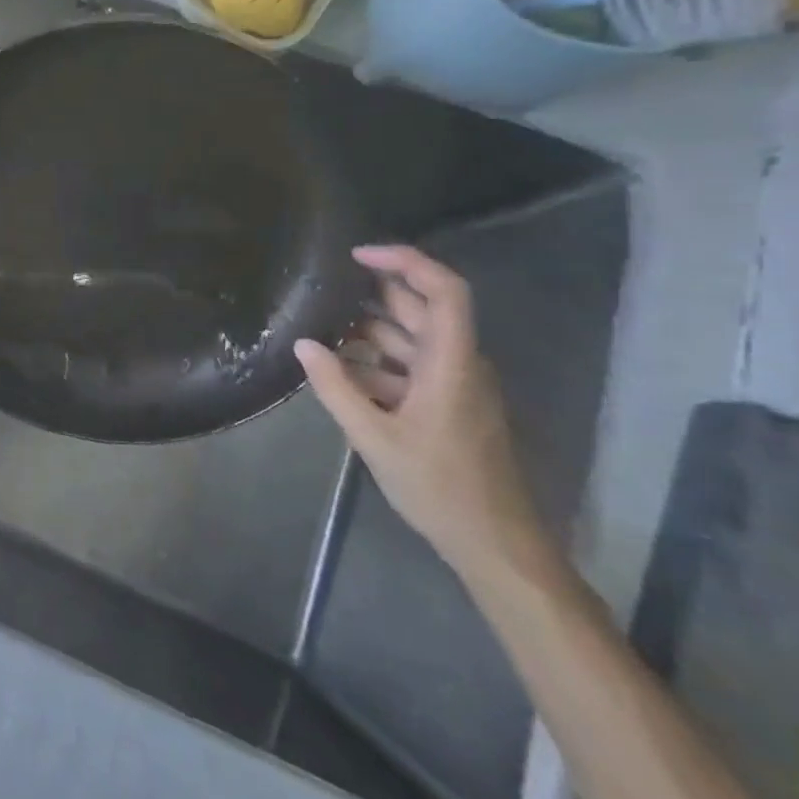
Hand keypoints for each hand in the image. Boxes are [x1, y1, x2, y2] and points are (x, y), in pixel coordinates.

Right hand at [294, 245, 549, 583]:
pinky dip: (375, 361)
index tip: (357, 255)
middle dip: (374, 291)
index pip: (444, 291)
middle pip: (422, 309)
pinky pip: (409, 367)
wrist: (495, 543)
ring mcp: (454, 385)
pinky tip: (338, 369)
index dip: (406, 262)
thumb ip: (336, 388)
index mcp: (452, 364)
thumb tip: (303, 344)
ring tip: (319, 324)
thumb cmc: (439, 487)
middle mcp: (458, 364)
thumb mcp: (375, 439)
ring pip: (411, 339)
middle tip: (323, 285)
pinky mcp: (447, 405)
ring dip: (369, 329)